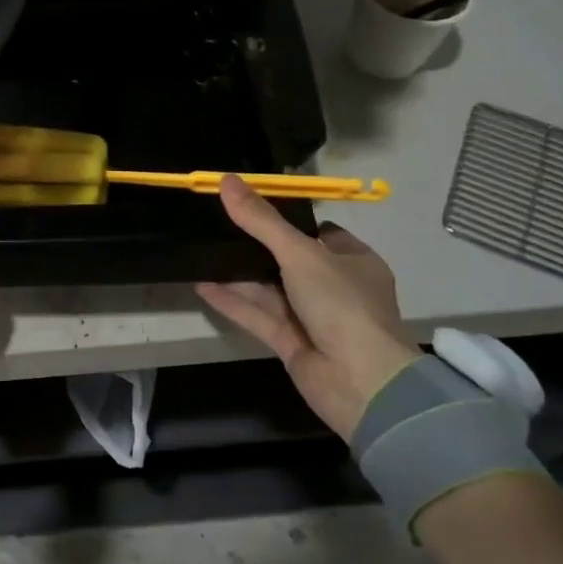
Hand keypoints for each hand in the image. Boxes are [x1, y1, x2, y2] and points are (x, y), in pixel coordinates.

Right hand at [197, 176, 417, 439]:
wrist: (361, 382)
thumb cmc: (342, 305)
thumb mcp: (300, 253)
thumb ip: (261, 220)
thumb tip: (225, 180)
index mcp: (354, 262)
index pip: (320, 233)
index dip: (288, 220)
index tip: (251, 206)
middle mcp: (335, 289)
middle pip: (289, 261)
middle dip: (256, 246)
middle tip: (218, 225)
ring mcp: (313, 318)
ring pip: (270, 289)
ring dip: (239, 273)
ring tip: (201, 251)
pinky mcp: (292, 343)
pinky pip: (258, 316)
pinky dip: (232, 301)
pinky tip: (201, 285)